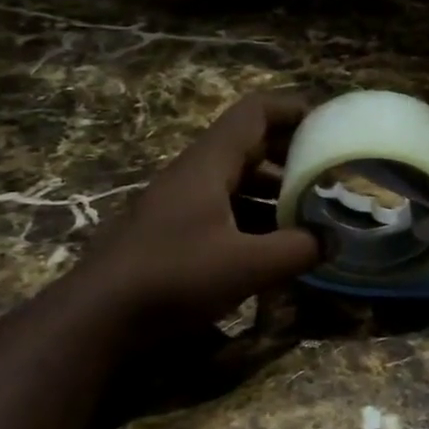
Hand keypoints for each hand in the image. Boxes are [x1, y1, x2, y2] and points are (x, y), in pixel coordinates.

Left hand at [97, 91, 320, 326]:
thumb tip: (333, 241)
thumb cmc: (173, 277)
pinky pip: (224, 209)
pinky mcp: (172, 233)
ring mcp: (179, 204)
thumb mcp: (246, 265)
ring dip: (274, 190)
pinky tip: (274, 246)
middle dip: (291, 153)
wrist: (95, 319)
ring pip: (236, 180)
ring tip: (310, 211)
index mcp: (209, 164)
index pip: (255, 112)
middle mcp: (193, 174)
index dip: (294, 110)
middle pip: (248, 144)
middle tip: (328, 172)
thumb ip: (297, 249)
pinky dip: (254, 217)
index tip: (329, 126)